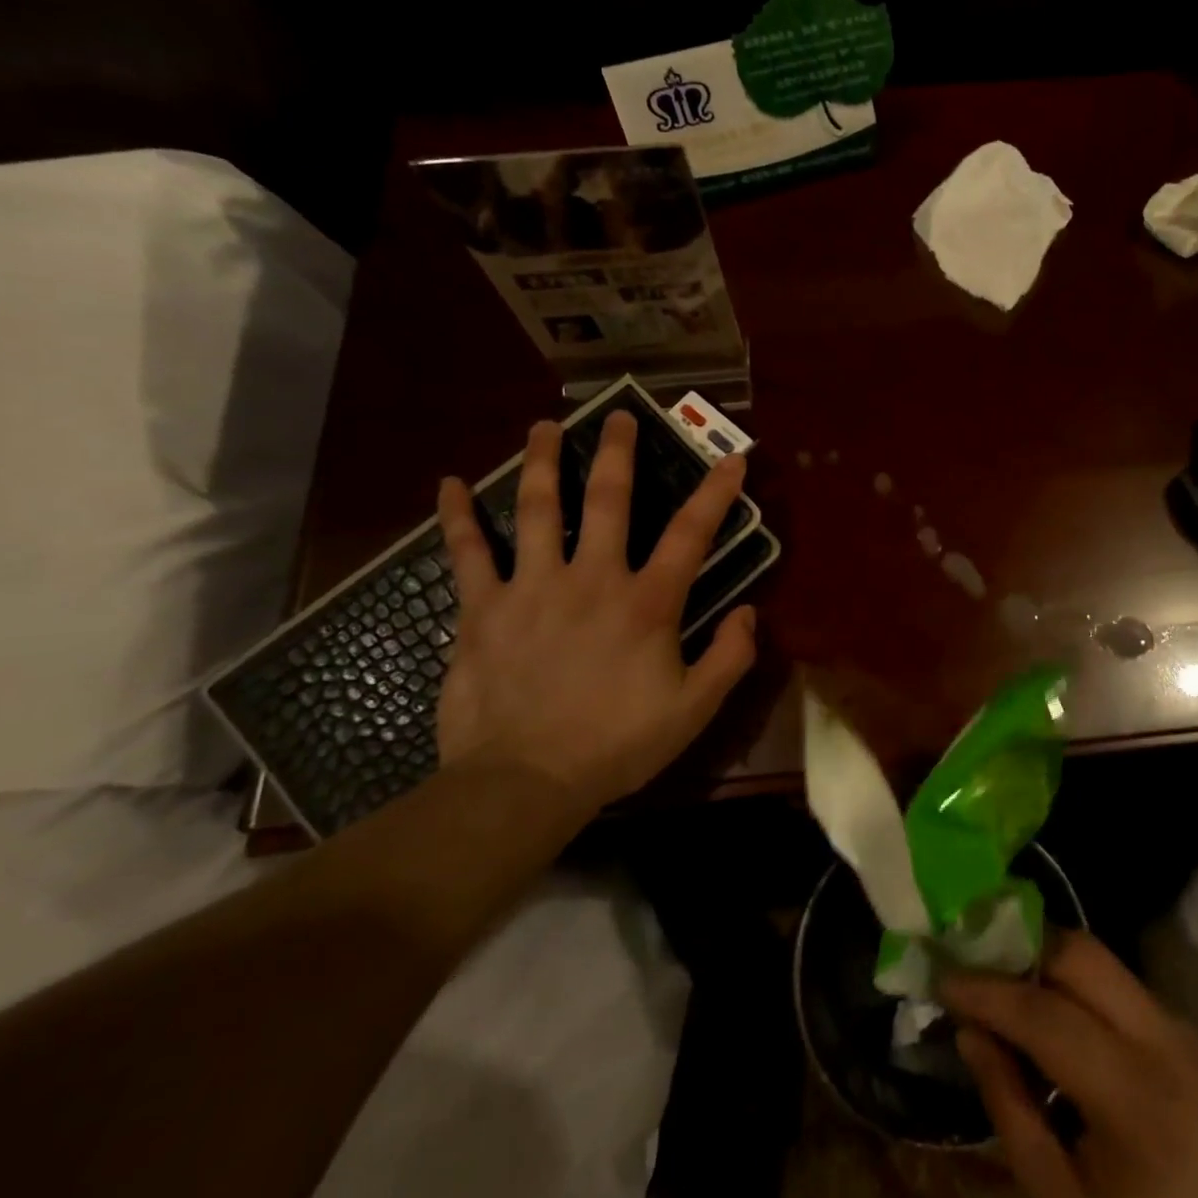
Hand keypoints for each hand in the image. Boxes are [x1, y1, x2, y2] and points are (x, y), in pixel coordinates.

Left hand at [433, 413, 756, 822]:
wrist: (523, 782)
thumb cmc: (616, 745)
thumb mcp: (694, 709)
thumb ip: (729, 657)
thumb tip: (749, 612)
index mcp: (647, 602)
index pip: (692, 534)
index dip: (717, 492)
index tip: (732, 458)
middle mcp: (592, 578)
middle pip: (607, 500)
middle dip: (617, 453)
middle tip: (618, 415)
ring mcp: (532, 587)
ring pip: (537, 509)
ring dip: (543, 462)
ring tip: (544, 426)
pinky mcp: (482, 609)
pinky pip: (467, 552)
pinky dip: (457, 516)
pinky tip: (449, 484)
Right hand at [941, 931, 1197, 1197]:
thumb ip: (1010, 1110)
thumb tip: (967, 1031)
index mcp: (1139, 1101)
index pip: (1048, 1016)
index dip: (989, 991)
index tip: (941, 977)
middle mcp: (1169, 1044)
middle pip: (1083, 957)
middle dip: (1021, 950)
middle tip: (972, 965)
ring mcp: (1183, 1030)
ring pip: (1100, 960)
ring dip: (1045, 961)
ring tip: (999, 982)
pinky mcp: (1184, 1031)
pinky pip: (1117, 983)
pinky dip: (1072, 983)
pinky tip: (1043, 1007)